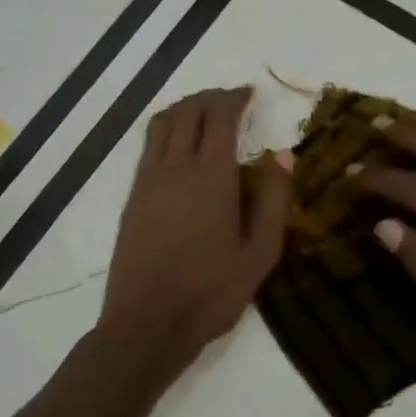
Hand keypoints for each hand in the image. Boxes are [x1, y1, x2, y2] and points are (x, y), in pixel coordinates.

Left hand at [98, 87, 293, 372]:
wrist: (147, 323)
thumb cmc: (211, 292)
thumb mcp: (260, 253)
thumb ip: (273, 200)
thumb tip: (282, 156)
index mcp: (211, 177)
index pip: (220, 118)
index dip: (235, 98)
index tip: (251, 93)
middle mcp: (175, 168)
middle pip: (188, 112)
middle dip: (211, 98)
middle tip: (232, 99)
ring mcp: (148, 181)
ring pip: (162, 124)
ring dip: (185, 108)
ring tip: (204, 111)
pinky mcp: (133, 197)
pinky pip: (149, 146)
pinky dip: (166, 129)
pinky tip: (179, 144)